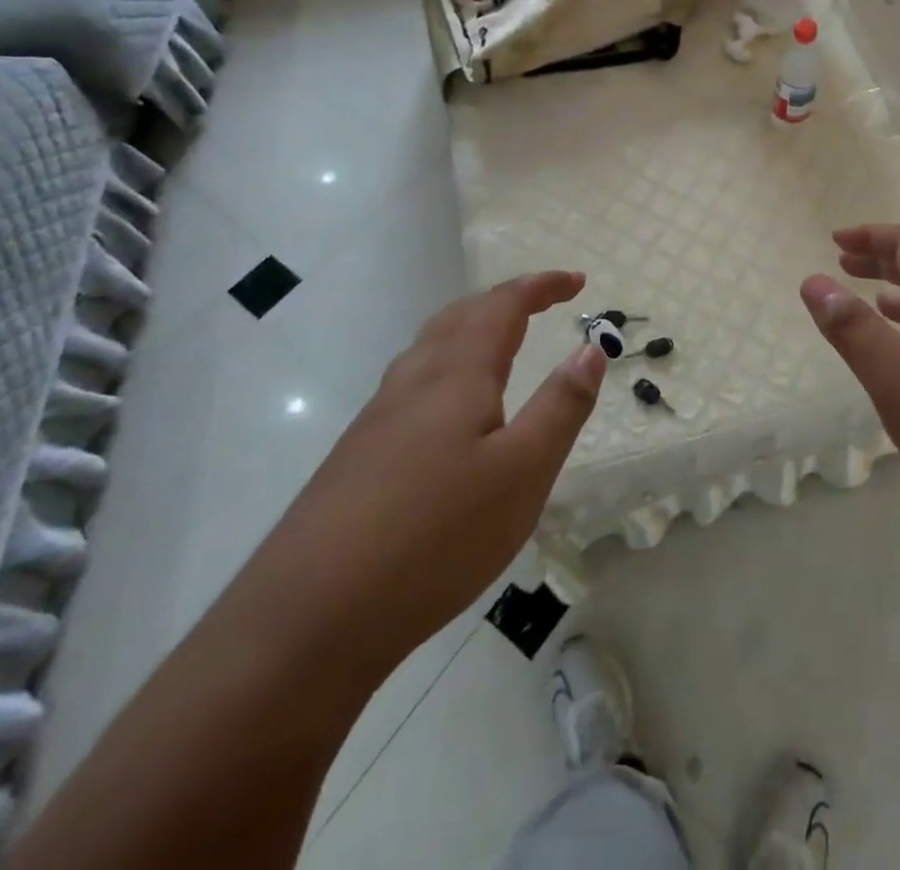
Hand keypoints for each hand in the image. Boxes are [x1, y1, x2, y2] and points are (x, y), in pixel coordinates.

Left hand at [238, 271, 603, 681]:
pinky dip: (448, 364)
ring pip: (430, 347)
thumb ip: (560, 406)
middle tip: (544, 301)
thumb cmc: (435, 536)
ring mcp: (378, 417)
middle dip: (505, 299)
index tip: (577, 281)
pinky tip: (450, 409)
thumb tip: (591, 347)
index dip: (541, 286)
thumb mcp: (522, 473)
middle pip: (460, 316)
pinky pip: (413, 381)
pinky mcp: (359, 453)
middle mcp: (413, 381)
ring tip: (502, 340)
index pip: (503, 306)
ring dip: (472, 327)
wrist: (307, 619)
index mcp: (457, 375)